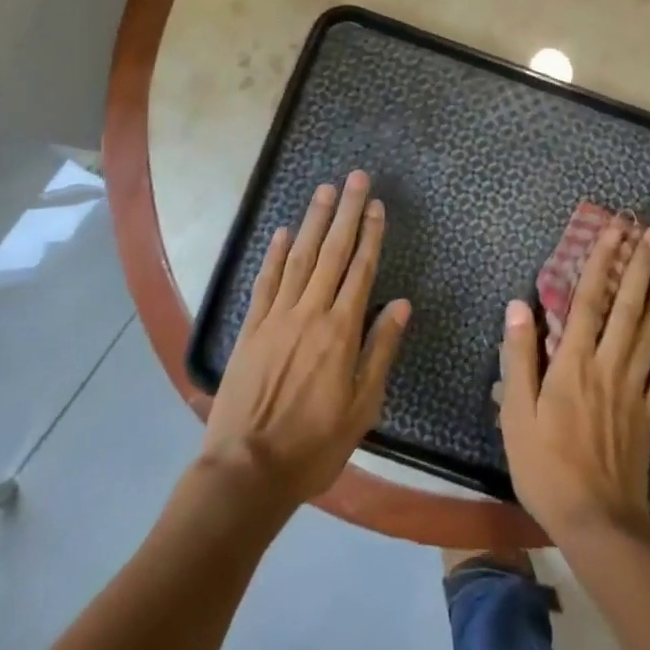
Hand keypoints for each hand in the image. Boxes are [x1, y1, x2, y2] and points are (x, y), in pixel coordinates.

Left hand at [200, 170, 410, 510]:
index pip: (360, 269)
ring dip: (314, 221)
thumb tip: (402, 304)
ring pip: (300, 257)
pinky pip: (266, 282)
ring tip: (324, 190)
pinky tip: (285, 232)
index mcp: (340, 331)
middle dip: (346, 211)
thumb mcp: (362, 407)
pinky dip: (276, 254)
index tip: (376, 205)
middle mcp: (309, 312)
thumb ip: (380, 351)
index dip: (370, 234)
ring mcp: (276, 317)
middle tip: (355, 177)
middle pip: (332, 251)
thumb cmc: (314, 445)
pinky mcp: (251, 328)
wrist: (247, 471)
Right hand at [499, 222, 649, 540]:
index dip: (601, 261)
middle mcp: (608, 365)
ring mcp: (634, 389)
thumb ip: (519, 358)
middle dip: (640, 266)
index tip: (613, 230)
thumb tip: (519, 305)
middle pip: (627, 306)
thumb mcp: (516, 416)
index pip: (588, 300)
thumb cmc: (548, 469)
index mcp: (573, 363)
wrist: (598, 524)